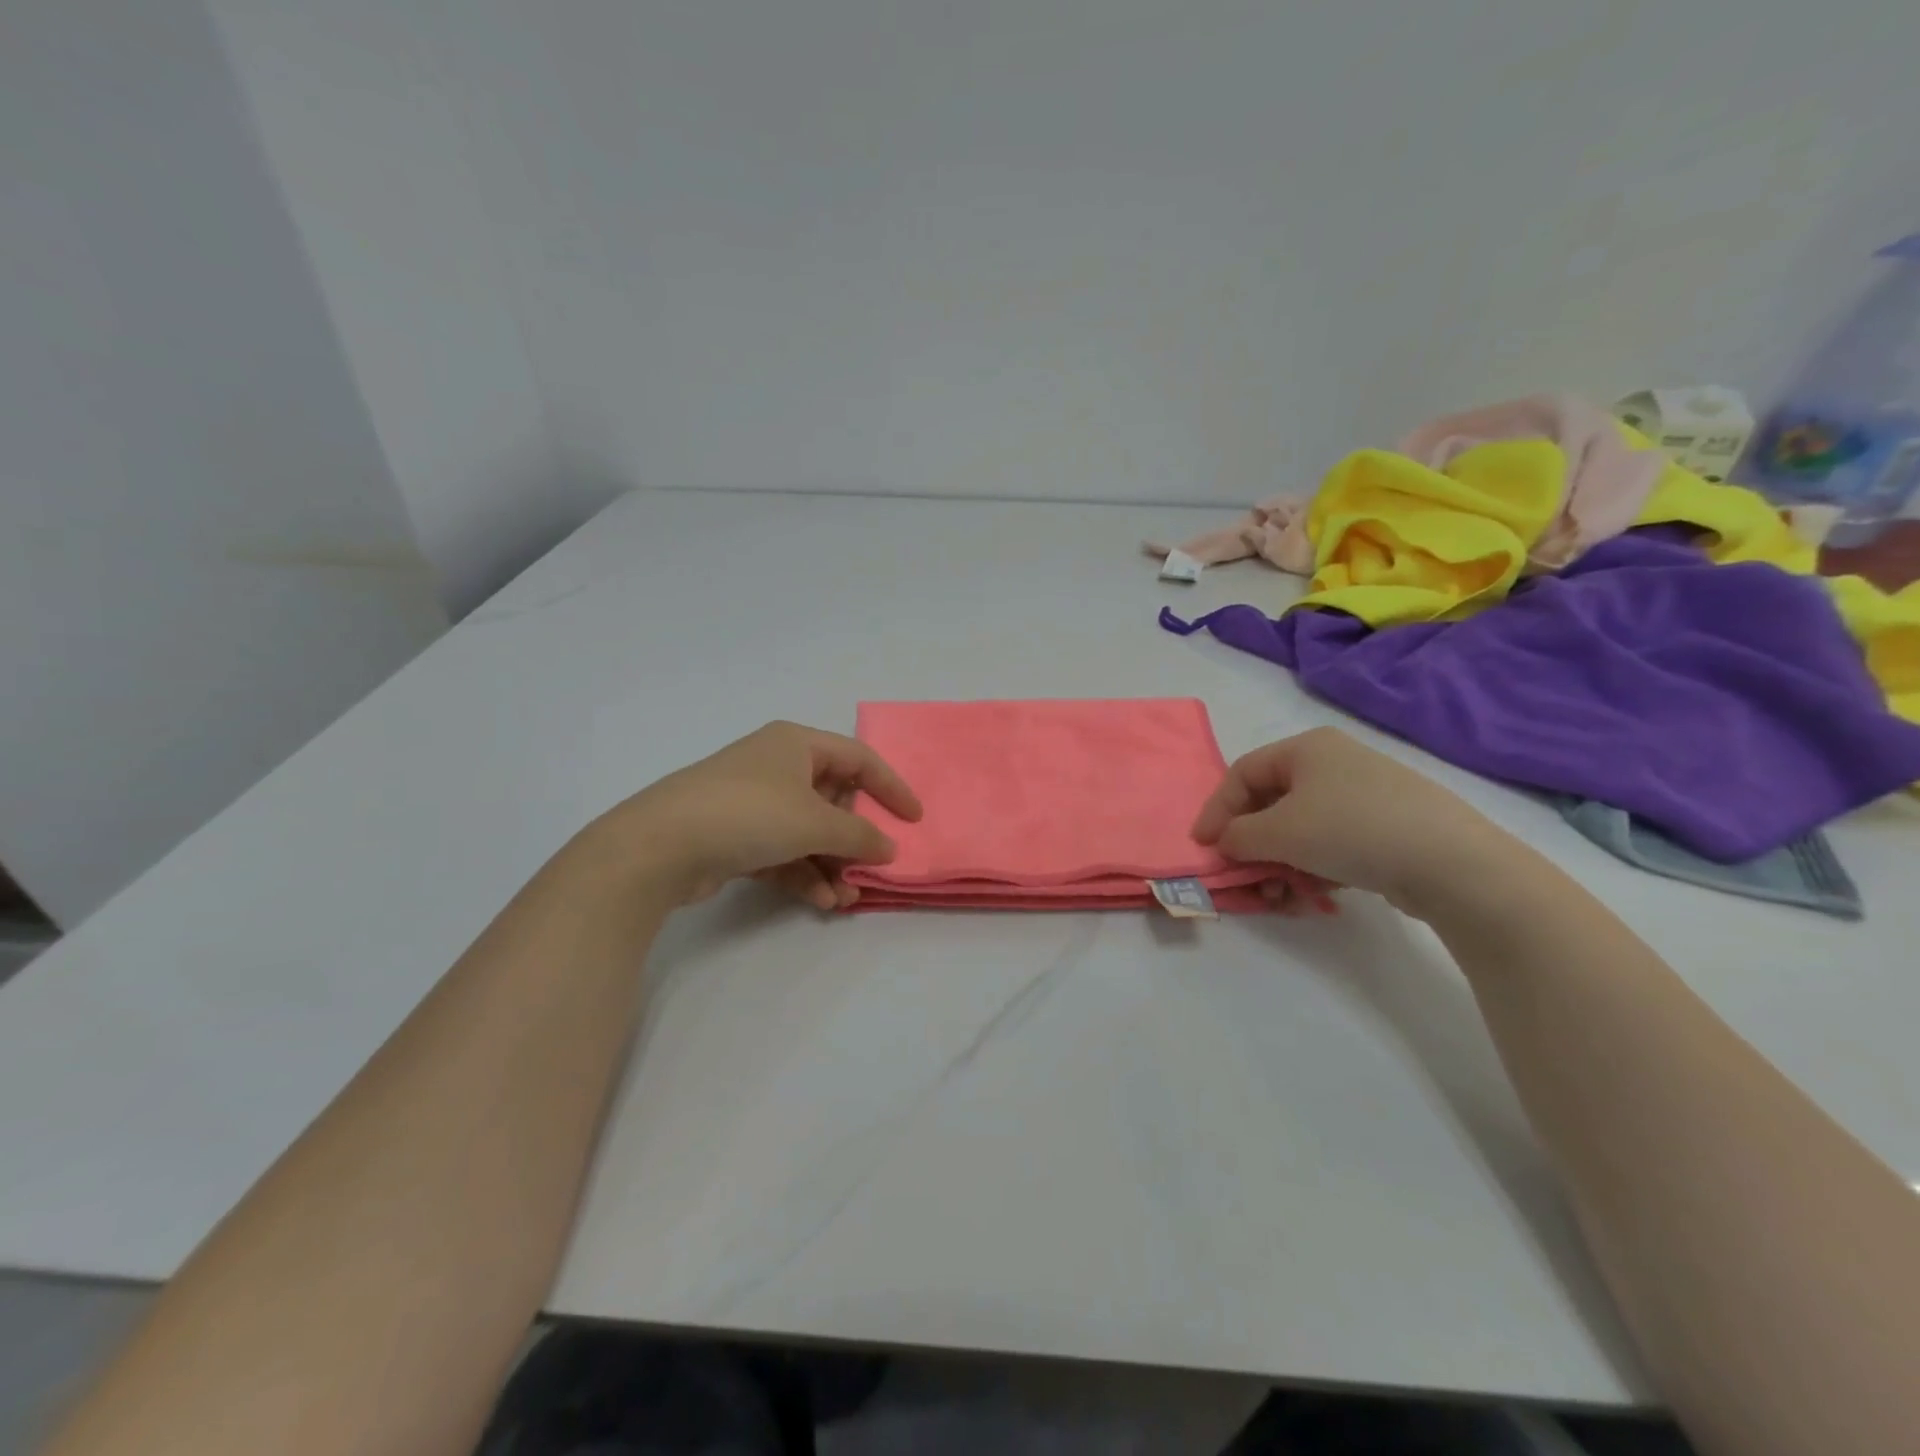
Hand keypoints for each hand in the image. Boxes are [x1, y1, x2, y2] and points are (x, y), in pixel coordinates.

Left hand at [600, 721, 921, 908]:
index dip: (891, 788)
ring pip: (809, 833)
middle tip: (871, 867)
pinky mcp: (736, 837)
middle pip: (833, 801)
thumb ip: (860, 835)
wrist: (660, 845)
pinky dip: (805, 874)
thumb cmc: (749, 813)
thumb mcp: (815, 822)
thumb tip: (888, 848)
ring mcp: (754, 803)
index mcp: (797, 745)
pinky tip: (821, 901)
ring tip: (846, 898)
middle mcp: (777, 768)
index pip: (859, 760)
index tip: (914, 820)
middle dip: (854, 840)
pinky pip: (785, 853)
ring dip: (832, 865)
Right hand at [1191, 727, 1515, 916]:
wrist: (1451, 862)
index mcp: (1306, 748)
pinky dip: (1313, 868)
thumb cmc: (1350, 829)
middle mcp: (1334, 763)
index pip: (1243, 773)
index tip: (1203, 845)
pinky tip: (1313, 895)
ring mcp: (1365, 795)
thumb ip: (1238, 836)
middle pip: (1272, 803)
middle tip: (1243, 875)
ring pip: (1301, 829)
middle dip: (1252, 845)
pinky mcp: (1387, 827)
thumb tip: (1225, 842)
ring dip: (1280, 863)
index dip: (1217, 809)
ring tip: (1280, 896)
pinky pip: (1332, 844)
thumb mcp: (1279, 832)